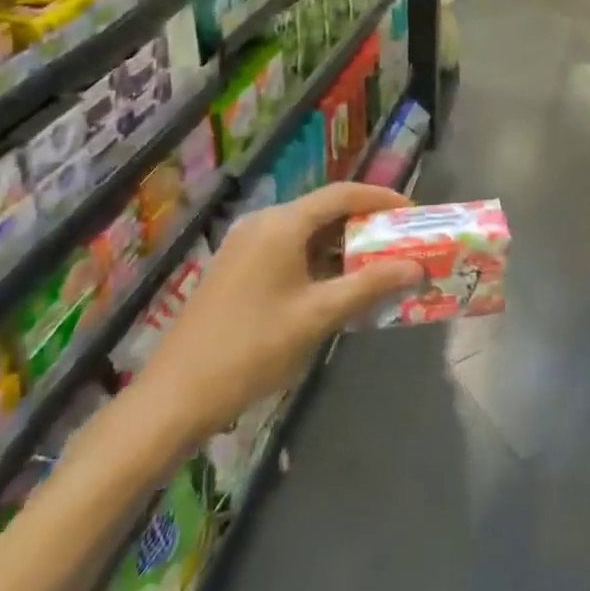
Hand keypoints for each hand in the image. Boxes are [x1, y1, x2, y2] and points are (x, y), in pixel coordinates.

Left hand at [129, 183, 424, 452]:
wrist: (174, 397)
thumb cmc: (252, 348)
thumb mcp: (318, 316)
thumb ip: (369, 286)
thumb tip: (415, 267)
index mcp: (282, 223)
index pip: (343, 194)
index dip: (382, 199)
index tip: (414, 213)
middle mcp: (264, 223)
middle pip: (325, 210)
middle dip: (365, 224)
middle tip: (400, 242)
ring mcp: (246, 245)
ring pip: (307, 232)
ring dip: (343, 246)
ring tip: (377, 266)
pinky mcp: (237, 269)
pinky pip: (289, 250)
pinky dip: (319, 260)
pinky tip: (337, 287)